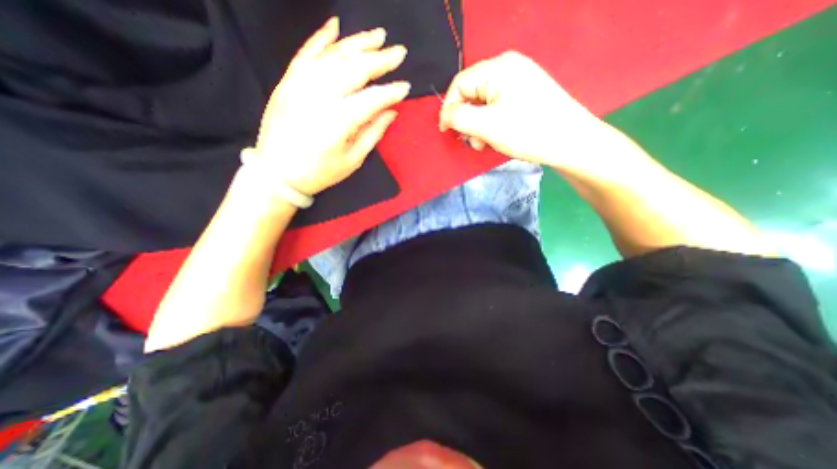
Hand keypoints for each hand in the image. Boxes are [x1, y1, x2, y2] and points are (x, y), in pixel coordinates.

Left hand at [251, 17, 411, 195]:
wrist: (277, 173)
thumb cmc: (319, 172)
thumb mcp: (352, 160)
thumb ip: (372, 133)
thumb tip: (391, 112)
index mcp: (339, 121)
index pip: (372, 99)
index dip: (391, 92)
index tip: (406, 87)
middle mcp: (320, 96)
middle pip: (355, 69)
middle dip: (380, 59)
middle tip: (400, 52)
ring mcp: (300, 85)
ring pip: (333, 55)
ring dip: (358, 43)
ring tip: (378, 36)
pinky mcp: (287, 82)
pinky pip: (306, 53)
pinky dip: (321, 38)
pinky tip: (335, 26)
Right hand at [439, 51, 609, 172]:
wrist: (570, 141)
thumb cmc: (527, 131)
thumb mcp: (487, 126)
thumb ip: (459, 117)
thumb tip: (446, 114)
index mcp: (497, 68)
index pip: (459, 84)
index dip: (448, 108)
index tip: (445, 131)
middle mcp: (508, 68)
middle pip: (472, 93)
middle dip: (467, 120)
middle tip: (473, 142)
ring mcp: (518, 80)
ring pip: (484, 103)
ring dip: (479, 126)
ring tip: (485, 144)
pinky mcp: (525, 94)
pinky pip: (497, 107)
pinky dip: (491, 124)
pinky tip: (496, 137)